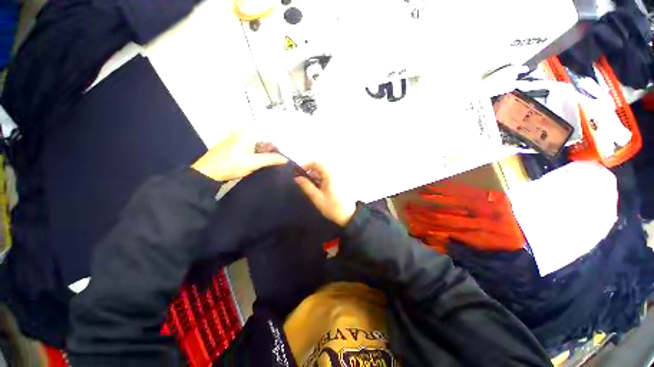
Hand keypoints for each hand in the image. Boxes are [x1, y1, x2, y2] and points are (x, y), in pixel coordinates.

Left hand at [191, 131, 286, 181]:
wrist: (208, 172)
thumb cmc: (232, 164)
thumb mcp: (254, 162)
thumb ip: (271, 159)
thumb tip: (285, 159)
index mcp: (246, 132)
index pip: (267, 129)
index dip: (277, 136)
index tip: (286, 143)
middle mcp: (241, 132)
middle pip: (262, 135)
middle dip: (272, 143)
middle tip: (283, 151)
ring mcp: (236, 139)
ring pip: (256, 141)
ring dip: (265, 147)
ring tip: (276, 155)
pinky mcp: (233, 146)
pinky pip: (250, 145)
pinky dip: (258, 150)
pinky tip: (263, 157)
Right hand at [294, 162, 355, 226]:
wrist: (348, 215)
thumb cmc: (332, 207)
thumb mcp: (317, 197)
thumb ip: (306, 186)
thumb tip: (297, 178)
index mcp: (330, 174)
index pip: (316, 162)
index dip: (306, 165)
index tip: (299, 173)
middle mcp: (336, 172)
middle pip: (320, 166)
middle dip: (311, 173)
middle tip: (306, 183)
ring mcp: (339, 176)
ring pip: (324, 171)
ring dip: (317, 176)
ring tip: (313, 188)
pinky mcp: (340, 180)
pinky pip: (329, 175)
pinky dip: (322, 179)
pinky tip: (320, 189)